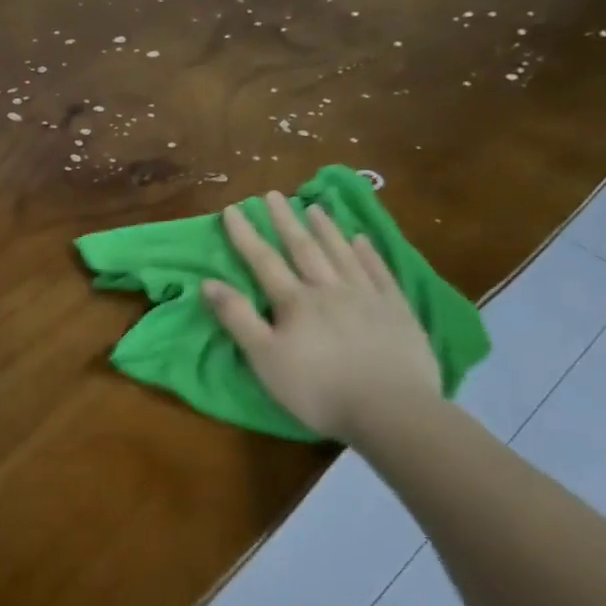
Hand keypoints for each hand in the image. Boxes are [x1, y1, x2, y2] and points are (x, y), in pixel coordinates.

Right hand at [201, 192, 440, 441]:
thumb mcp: (264, 358)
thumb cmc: (317, 389)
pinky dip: (368, 253)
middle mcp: (330, 289)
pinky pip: (380, 272)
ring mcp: (368, 297)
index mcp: (295, 302)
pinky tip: (361, 240)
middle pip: (304, 248)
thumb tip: (208, 282)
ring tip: (314, 207)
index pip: (264, 261)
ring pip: (342, 254)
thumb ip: (237, 318)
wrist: (391, 410)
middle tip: (273, 195)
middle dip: (285, 221)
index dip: (246, 235)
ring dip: (325, 229)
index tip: (233, 209)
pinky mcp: (397, 311)